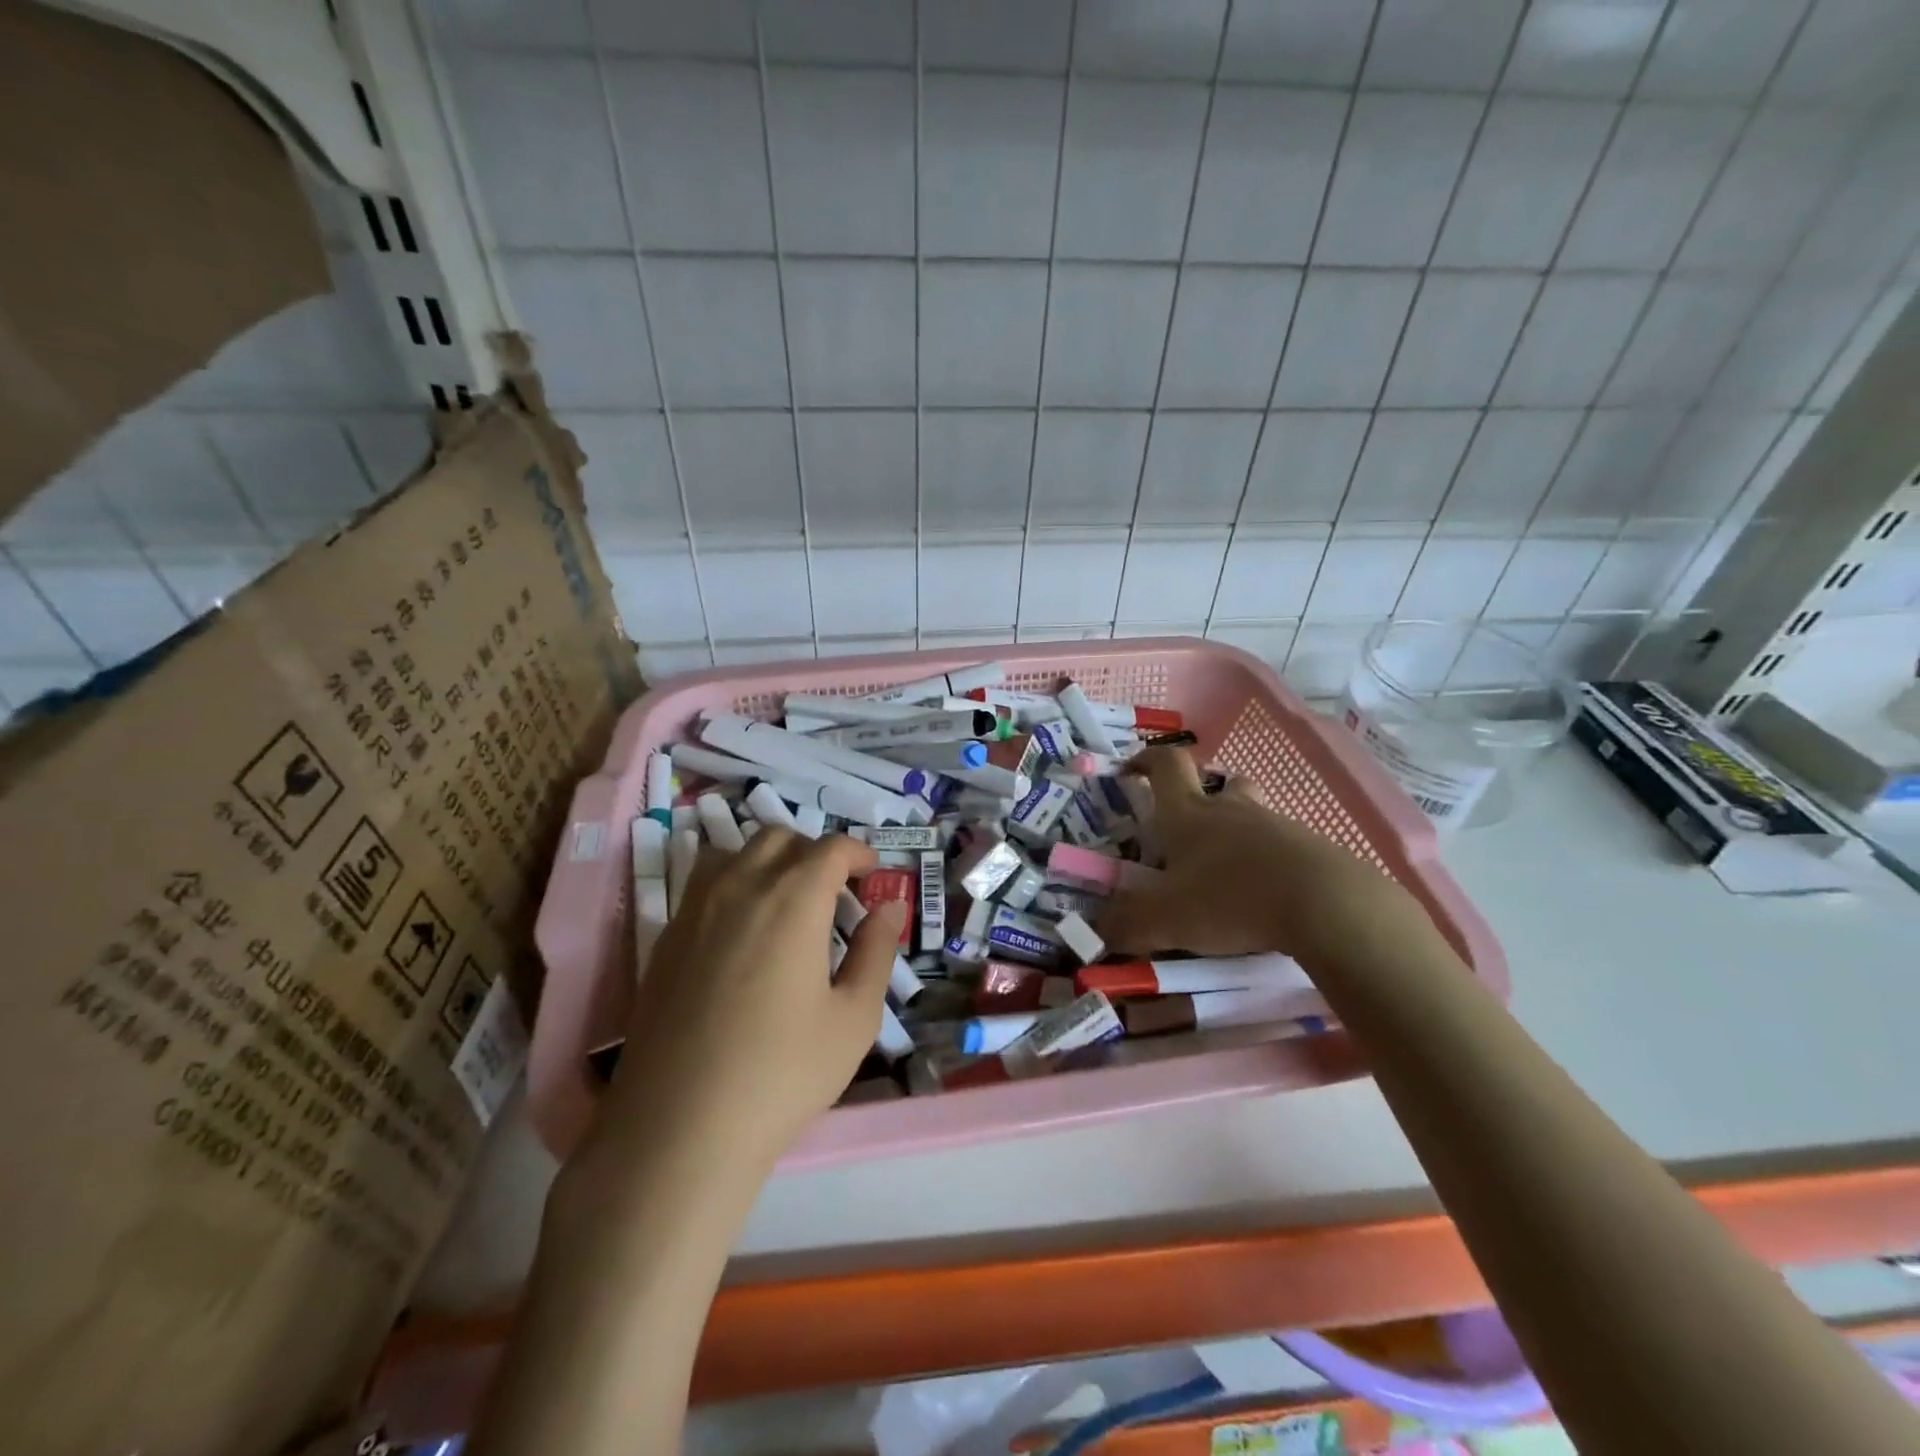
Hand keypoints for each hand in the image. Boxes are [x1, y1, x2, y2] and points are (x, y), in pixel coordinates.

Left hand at [589, 829, 906, 1172]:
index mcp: (793, 900)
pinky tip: (742, 932)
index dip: (859, 853)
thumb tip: (891, 907)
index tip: (874, 874)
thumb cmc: (782, 1073)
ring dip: (769, 860)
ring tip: (786, 901)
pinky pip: (703, 884)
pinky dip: (733, 883)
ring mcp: (694, 910)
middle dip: (815, 853)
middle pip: (780, 838)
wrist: (678, 1129)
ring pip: (735, 852)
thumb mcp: (853, 1018)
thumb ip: (877, 952)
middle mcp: (741, 888)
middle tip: (835, 892)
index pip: (831, 848)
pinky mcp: (664, 939)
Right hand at [1097, 746, 1413, 961]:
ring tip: (1228, 873)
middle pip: (1220, 783)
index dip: (1145, 761)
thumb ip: (1126, 923)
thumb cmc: (1230, 899)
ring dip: (1238, 832)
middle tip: (1191, 832)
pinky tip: (1268, 898)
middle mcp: (1231, 810)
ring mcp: (1276, 826)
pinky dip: (1270, 863)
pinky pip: (1283, 846)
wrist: (1326, 905)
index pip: (1165, 765)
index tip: (1131, 770)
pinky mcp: (1312, 850)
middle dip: (1203, 799)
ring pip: (1253, 815)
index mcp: (1188, 814)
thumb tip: (1098, 930)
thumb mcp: (1164, 919)